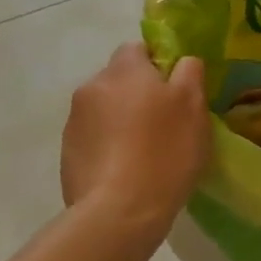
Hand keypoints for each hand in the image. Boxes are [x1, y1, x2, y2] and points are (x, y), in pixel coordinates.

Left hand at [62, 43, 209, 247]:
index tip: (176, 90)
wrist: (119, 212)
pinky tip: (126, 170)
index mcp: (124, 69)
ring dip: (121, 120)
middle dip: (138, 93)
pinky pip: (94, 138)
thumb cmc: (165, 151)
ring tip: (144, 151)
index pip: (139, 48)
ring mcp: (74, 121)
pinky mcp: (67, 154)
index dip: (159, 65)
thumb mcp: (194, 106)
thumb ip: (190, 72)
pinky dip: (108, 146)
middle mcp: (92, 86)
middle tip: (165, 122)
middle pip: (120, 79)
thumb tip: (181, 61)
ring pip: (105, 109)